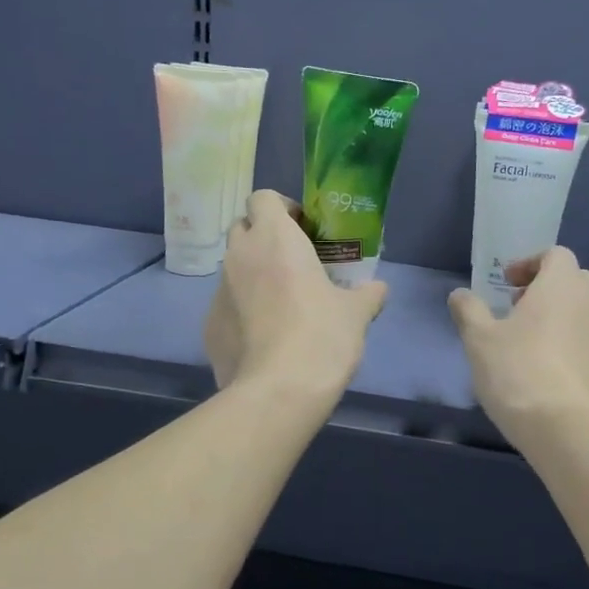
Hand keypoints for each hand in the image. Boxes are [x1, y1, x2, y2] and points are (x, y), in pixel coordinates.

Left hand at [205, 190, 387, 399]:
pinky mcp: (209, 326)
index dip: (282, 208)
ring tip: (281, 305)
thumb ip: (368, 294)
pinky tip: (265, 338)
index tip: (303, 229)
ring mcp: (218, 292)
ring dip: (253, 275)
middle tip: (293, 262)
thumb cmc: (322, 336)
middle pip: (243, 228)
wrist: (279, 391)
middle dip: (264, 237)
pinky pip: (227, 306)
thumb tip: (378, 290)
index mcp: (274, 238)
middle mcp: (239, 256)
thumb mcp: (357, 314)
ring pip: (233, 269)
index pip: (263, 198)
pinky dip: (242, 312)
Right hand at [448, 247, 588, 443]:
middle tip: (517, 311)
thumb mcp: (479, 339)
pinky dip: (573, 344)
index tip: (507, 284)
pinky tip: (550, 371)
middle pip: (573, 281)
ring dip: (561, 317)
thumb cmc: (517, 370)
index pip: (555, 255)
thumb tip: (460, 295)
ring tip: (532, 343)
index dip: (529, 264)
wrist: (565, 426)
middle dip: (546, 290)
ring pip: (585, 313)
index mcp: (563, 285)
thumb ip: (469, 310)